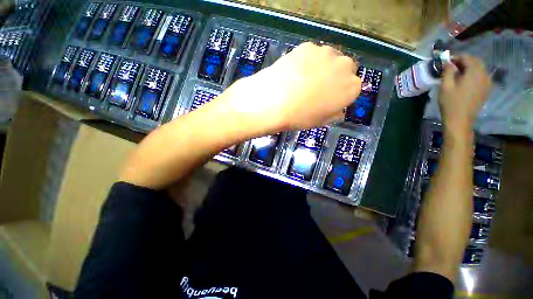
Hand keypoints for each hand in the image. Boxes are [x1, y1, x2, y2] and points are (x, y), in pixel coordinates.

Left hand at [216, 42, 361, 134]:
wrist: (274, 102)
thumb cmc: (299, 117)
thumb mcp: (320, 121)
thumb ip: (334, 113)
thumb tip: (338, 109)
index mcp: (351, 88)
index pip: (353, 87)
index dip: (340, 93)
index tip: (329, 99)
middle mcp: (344, 66)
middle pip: (345, 69)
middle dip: (335, 77)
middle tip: (317, 88)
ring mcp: (325, 53)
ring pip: (329, 59)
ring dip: (322, 67)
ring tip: (303, 79)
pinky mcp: (307, 47)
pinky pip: (312, 54)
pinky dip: (307, 61)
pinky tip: (294, 72)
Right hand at [439, 55, 491, 131]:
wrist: (460, 120)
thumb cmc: (451, 103)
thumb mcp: (445, 86)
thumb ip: (448, 71)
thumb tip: (449, 62)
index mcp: (474, 72)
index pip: (467, 57)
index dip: (456, 57)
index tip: (446, 62)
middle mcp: (484, 74)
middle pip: (475, 61)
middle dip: (463, 61)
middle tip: (451, 67)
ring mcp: (487, 82)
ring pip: (479, 68)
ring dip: (469, 68)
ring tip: (457, 74)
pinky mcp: (487, 89)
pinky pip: (481, 76)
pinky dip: (474, 75)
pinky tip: (466, 81)